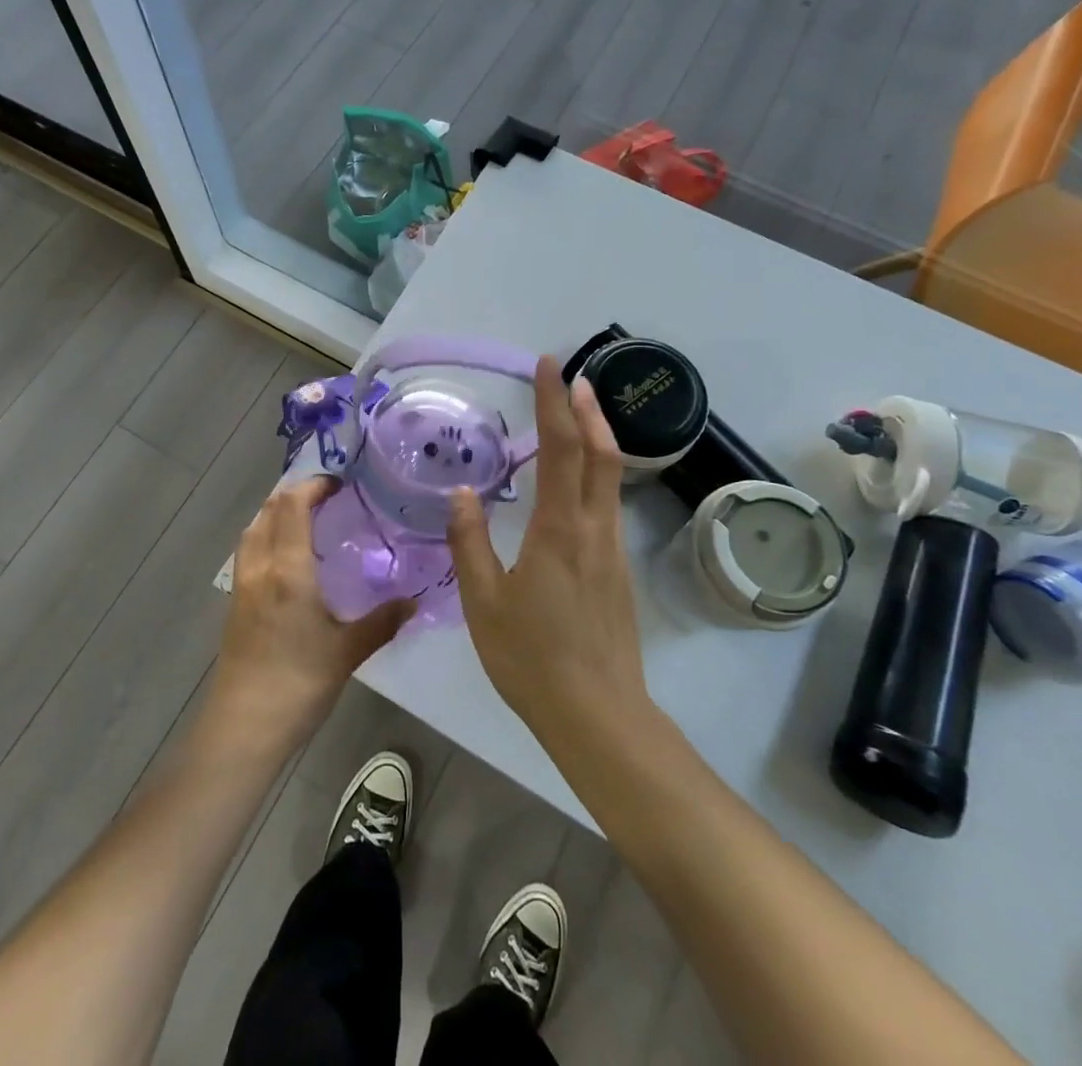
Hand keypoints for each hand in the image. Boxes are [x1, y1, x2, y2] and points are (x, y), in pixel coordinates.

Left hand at [210, 476, 412, 751]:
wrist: (243, 727)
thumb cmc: (298, 684)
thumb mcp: (347, 652)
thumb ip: (382, 621)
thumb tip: (414, 601)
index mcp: (288, 570)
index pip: (292, 506)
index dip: (312, 486)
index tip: (339, 484)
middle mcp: (260, 567)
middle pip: (268, 511)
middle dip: (294, 494)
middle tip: (326, 497)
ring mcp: (241, 585)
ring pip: (253, 530)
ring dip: (275, 513)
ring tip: (305, 519)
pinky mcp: (234, 604)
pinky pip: (248, 551)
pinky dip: (266, 536)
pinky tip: (286, 557)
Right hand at [447, 357, 649, 743]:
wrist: (597, 714)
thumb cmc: (531, 658)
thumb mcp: (483, 602)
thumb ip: (470, 542)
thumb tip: (463, 493)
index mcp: (558, 529)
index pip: (561, 449)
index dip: (553, 403)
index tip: (548, 366)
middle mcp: (593, 528)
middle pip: (600, 453)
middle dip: (586, 408)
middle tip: (573, 375)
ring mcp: (612, 549)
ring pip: (611, 477)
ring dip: (597, 436)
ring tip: (579, 412)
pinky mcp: (618, 569)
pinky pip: (610, 503)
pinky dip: (598, 471)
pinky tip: (579, 480)